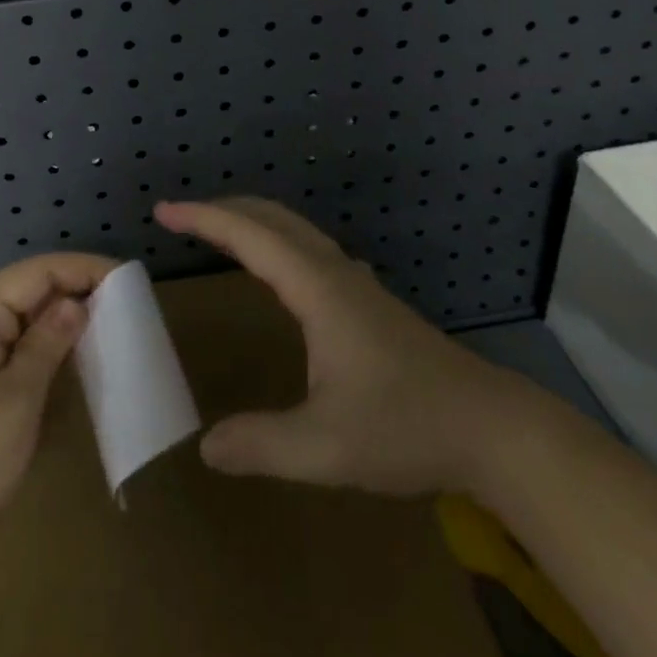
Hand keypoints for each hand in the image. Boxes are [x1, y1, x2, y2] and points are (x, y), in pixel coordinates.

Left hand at [0, 252, 116, 583]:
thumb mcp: (15, 402)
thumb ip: (47, 345)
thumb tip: (76, 303)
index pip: (37, 272)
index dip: (82, 268)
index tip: (127, 278)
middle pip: (27, 292)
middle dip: (74, 292)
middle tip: (125, 307)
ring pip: (18, 323)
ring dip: (59, 323)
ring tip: (105, 331)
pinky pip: (8, 352)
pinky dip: (41, 352)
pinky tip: (65, 368)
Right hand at [156, 198, 526, 495]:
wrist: (492, 428)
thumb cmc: (407, 427)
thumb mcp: (326, 447)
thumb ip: (262, 444)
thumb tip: (206, 447)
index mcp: (317, 289)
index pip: (250, 237)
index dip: (204, 219)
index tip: (164, 211)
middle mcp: (334, 273)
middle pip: (272, 218)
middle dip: (224, 209)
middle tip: (182, 216)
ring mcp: (356, 284)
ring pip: (295, 230)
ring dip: (252, 221)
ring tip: (219, 232)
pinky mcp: (369, 301)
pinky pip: (309, 249)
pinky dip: (276, 240)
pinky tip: (277, 270)